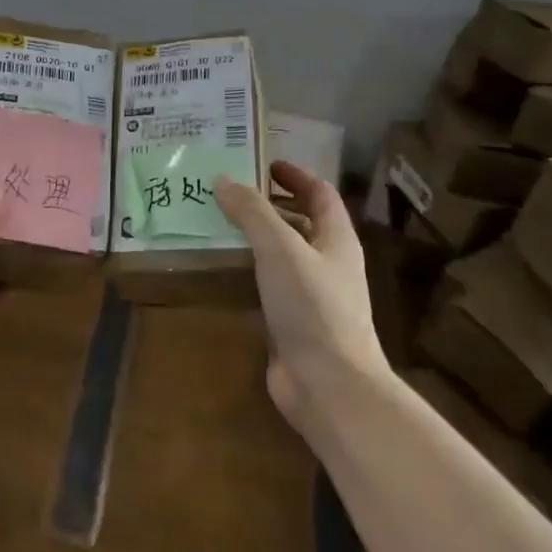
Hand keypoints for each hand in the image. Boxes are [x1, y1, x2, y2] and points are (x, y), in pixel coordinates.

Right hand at [215, 161, 385, 422]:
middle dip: (268, 205)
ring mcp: (312, 297)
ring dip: (254, 239)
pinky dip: (247, 273)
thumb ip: (252, 212)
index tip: (262, 164)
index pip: (320, 194)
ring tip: (215, 223)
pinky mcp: (292, 324)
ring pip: (282, 256)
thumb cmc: (312, 307)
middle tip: (228, 192)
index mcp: (336, 240)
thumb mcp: (280, 248)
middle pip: (301, 223)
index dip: (295, 175)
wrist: (329, 386)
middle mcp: (328, 264)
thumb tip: (224, 180)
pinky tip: (220, 269)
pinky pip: (268, 287)